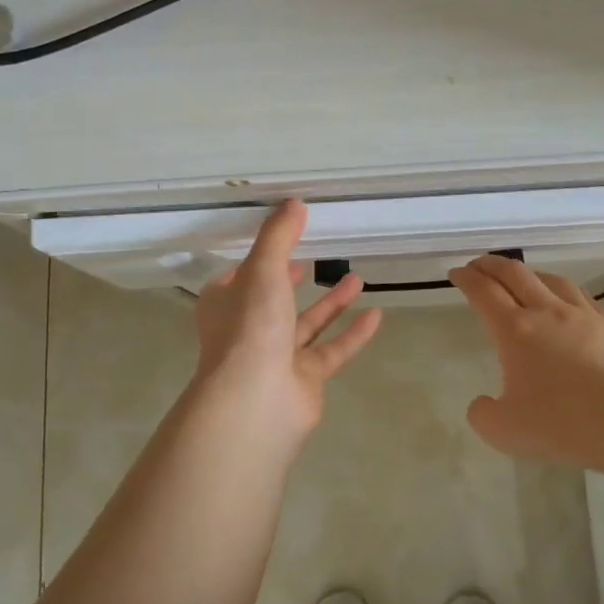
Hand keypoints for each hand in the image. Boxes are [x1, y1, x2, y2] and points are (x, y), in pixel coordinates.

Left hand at [185, 201, 381, 466]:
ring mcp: (276, 357)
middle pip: (273, 300)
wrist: (257, 400)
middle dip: (293, 280)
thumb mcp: (263, 269)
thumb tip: (294, 203)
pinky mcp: (305, 379)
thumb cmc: (250, 327)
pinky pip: (332, 351)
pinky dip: (353, 334)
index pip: (239, 277)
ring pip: (306, 325)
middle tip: (315, 259)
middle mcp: (248, 329)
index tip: (281, 242)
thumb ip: (279, 236)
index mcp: (226, 304)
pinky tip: (376, 315)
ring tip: (358, 278)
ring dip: (331, 302)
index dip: (258, 260)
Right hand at [449, 255, 603, 471]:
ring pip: (550, 279)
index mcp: (515, 330)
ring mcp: (583, 315)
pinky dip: (562, 291)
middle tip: (478, 265)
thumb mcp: (504, 431)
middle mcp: (547, 311)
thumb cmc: (562, 424)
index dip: (466, 279)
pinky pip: (581, 296)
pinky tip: (566, 302)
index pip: (483, 292)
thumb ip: (483, 414)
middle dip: (491, 265)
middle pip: (515, 274)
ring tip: (521, 277)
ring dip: (528, 273)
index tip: (456, 273)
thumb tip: (482, 403)